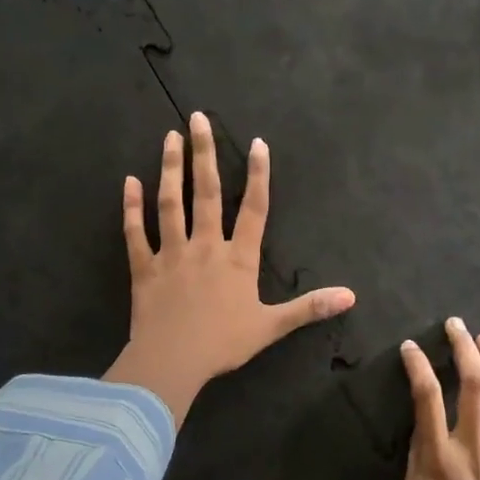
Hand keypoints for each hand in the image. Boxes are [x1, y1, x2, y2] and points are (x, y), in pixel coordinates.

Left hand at [104, 114, 354, 427]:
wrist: (172, 361)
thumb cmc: (223, 344)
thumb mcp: (271, 327)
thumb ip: (309, 307)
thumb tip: (351, 296)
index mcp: (237, 259)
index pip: (253, 209)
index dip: (257, 176)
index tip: (257, 143)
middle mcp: (205, 246)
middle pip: (206, 193)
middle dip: (204, 153)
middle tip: (198, 118)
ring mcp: (172, 254)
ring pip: (170, 203)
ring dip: (170, 169)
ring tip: (170, 137)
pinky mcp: (144, 267)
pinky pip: (136, 233)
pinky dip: (131, 207)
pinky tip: (129, 182)